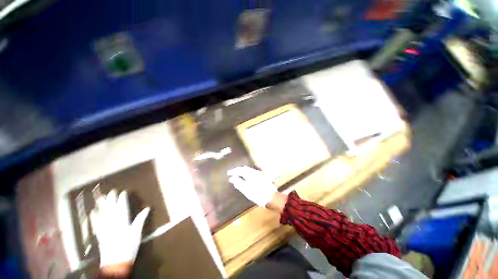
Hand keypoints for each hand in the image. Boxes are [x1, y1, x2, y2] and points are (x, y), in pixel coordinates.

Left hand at [90, 190, 149, 273]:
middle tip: (111, 191)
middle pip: (111, 209)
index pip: (122, 208)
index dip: (122, 199)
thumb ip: (140, 220)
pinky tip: (93, 212)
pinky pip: (96, 222)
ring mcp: (104, 228)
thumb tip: (147, 208)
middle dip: (111, 200)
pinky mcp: (100, 234)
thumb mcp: (137, 234)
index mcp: (122, 222)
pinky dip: (95, 216)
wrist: (115, 263)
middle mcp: (112, 223)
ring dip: (102, 205)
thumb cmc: (129, 247)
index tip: (123, 192)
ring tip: (101, 198)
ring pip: (102, 214)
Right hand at [227, 166, 276, 206]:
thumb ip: (238, 183)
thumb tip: (232, 178)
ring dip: (242, 171)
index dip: (233, 171)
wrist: (272, 198)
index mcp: (250, 174)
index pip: (240, 170)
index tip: (228, 173)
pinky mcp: (262, 177)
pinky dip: (247, 173)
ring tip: (237, 175)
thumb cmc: (258, 194)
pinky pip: (252, 172)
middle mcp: (255, 172)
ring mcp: (259, 174)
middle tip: (232, 173)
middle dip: (238, 170)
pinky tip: (246, 177)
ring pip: (249, 170)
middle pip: (245, 168)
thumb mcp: (246, 190)